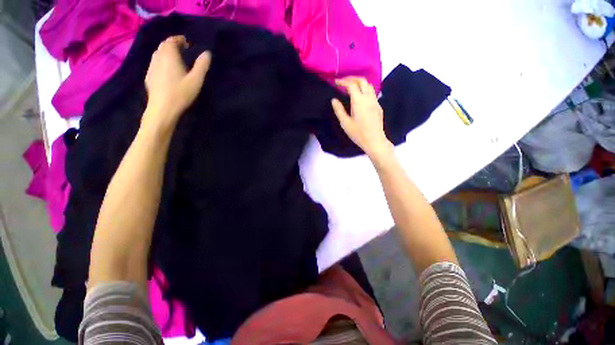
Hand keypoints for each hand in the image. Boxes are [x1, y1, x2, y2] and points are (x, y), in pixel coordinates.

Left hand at [143, 35, 211, 130]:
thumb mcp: (196, 80)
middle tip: (183, 50)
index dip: (179, 39)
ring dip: (166, 53)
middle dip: (172, 45)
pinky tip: (168, 70)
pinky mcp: (149, 76)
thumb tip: (207, 53)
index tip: (187, 43)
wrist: (162, 108)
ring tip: (176, 59)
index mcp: (169, 56)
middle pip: (163, 46)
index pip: (171, 40)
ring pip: (158, 54)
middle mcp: (158, 57)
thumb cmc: (181, 93)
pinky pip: (155, 63)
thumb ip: (202, 66)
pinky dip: (162, 61)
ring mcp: (151, 67)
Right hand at [331, 77, 392, 160]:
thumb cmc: (358, 133)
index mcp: (359, 101)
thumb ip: (339, 110)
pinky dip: (364, 89)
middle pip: (362, 81)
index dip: (343, 82)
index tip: (336, 82)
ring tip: (351, 87)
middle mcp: (368, 98)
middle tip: (343, 82)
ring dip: (359, 83)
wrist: (374, 141)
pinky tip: (360, 97)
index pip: (351, 85)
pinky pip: (372, 93)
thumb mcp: (345, 123)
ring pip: (369, 85)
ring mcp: (375, 101)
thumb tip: (334, 100)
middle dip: (352, 79)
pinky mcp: (378, 106)